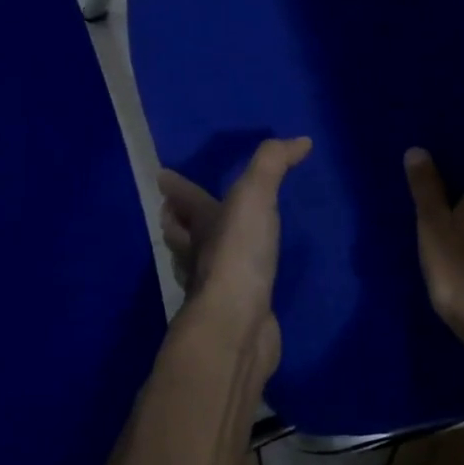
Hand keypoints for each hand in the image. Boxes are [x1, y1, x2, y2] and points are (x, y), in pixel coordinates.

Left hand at [158, 137, 310, 372]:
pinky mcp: (237, 313)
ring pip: (200, 263)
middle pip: (180, 234)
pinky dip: (234, 282)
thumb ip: (273, 163)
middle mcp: (200, 255)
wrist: (238, 324)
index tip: (162, 177)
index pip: (182, 200)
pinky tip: (248, 281)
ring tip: (212, 243)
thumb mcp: (254, 196)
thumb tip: (301, 140)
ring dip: (200, 252)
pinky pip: (232, 290)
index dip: (175, 187)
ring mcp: (215, 288)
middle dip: (177, 221)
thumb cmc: (238, 254)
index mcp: (200, 224)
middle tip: (174, 211)